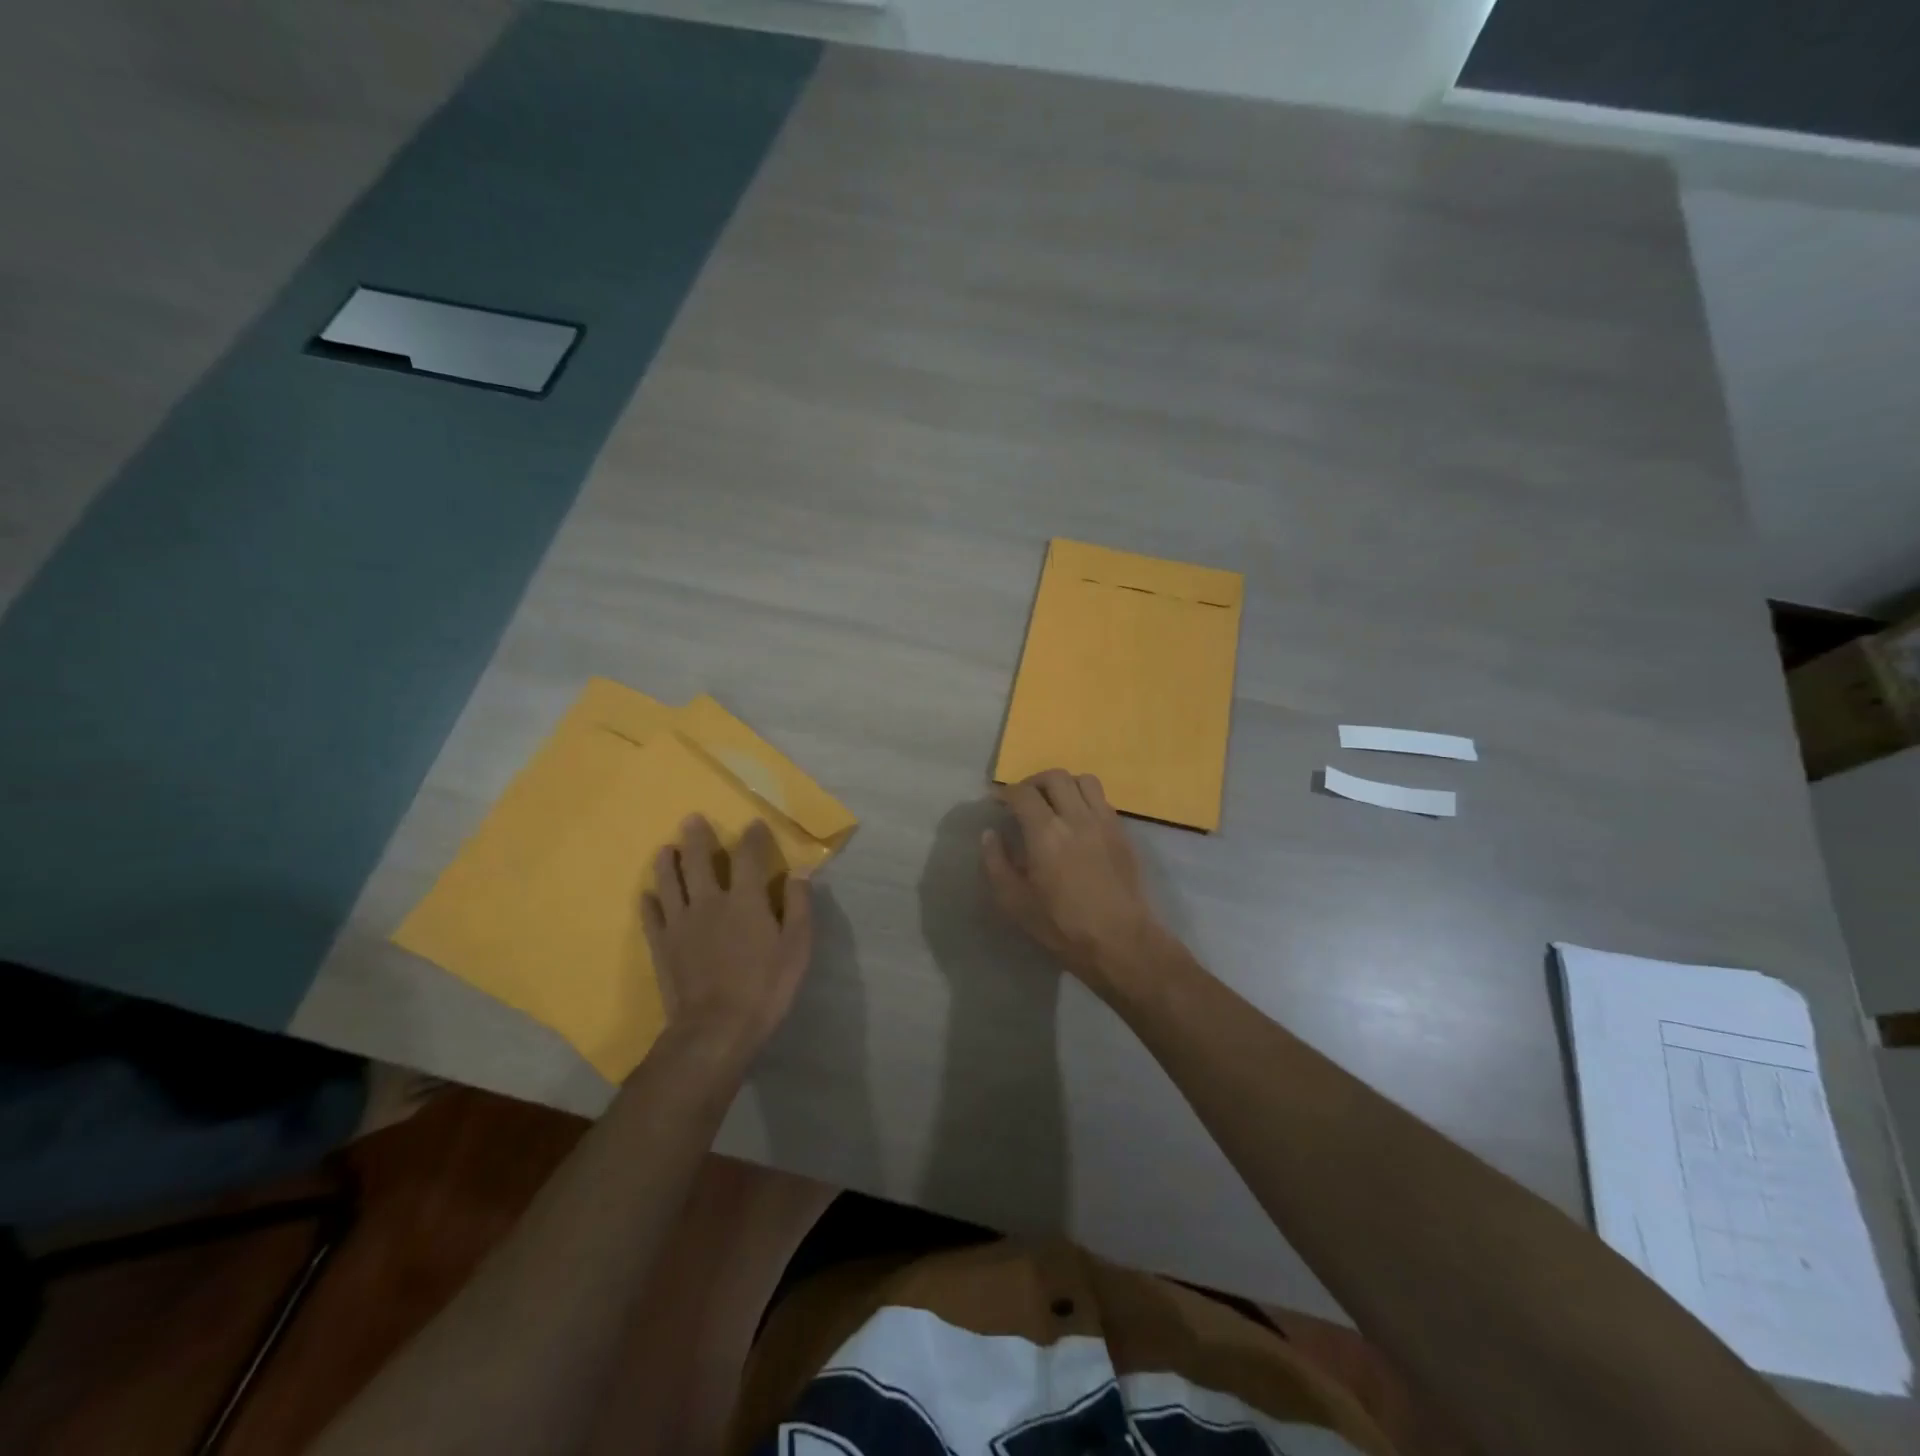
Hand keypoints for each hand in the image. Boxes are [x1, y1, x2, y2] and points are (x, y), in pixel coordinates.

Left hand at [641, 816, 813, 1062]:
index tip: (753, 824)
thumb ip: (798, 905)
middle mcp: (709, 901)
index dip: (751, 837)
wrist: (715, 1029)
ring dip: (667, 863)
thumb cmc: (765, 987)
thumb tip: (800, 872)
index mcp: (745, 899)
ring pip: (669, 882)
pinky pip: (651, 916)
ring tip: (666, 848)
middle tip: (692, 819)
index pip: (747, 857)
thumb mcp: (797, 946)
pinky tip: (647, 895)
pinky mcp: (662, 945)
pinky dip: (649, 902)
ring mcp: (680, 923)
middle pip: (699, 861)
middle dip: (697, 838)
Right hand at [982, 769, 1168, 993]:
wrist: (1120, 941)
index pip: (1023, 793)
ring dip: (1064, 785)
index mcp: (1045, 833)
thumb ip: (996, 863)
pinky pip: (1103, 799)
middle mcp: (1076, 817)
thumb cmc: (1062, 926)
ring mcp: (1104, 821)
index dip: (1005, 792)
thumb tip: (990, 834)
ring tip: (1054, 803)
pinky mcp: (1122, 832)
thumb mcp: (1015, 902)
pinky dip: (1085, 799)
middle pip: (1055, 777)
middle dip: (1034, 782)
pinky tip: (1078, 821)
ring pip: (1084, 780)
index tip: (997, 801)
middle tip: (1024, 800)